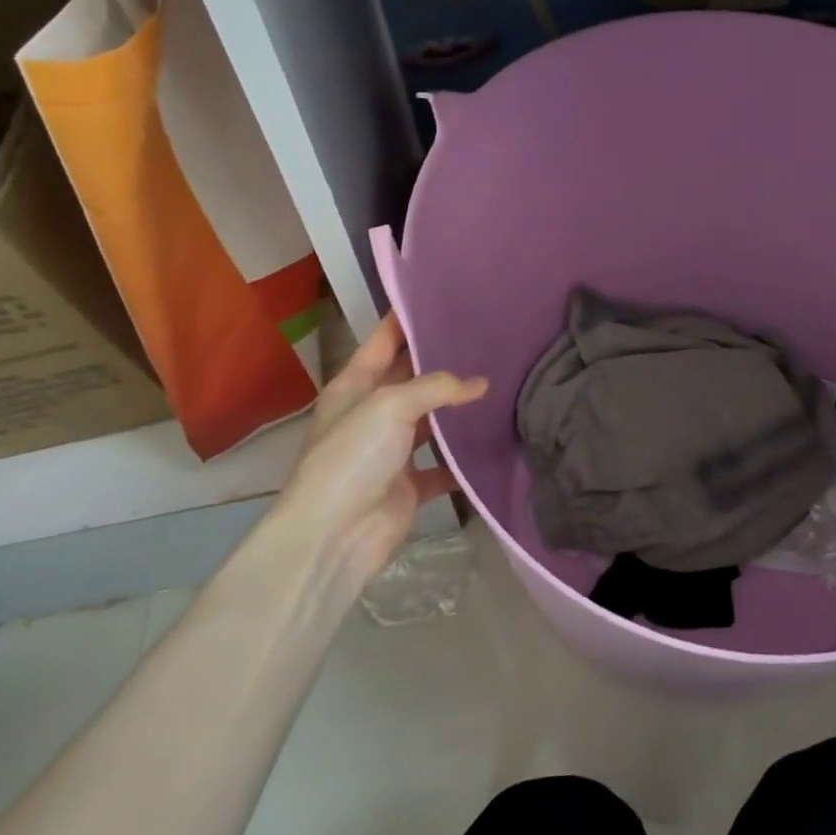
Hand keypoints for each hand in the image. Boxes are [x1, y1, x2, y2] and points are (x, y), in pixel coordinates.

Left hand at [274, 313, 487, 584]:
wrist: (335, 537)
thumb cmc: (352, 458)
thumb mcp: (390, 406)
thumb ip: (436, 387)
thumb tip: (480, 384)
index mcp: (354, 386)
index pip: (383, 340)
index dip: (407, 318)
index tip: (443, 297)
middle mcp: (372, 413)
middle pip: (411, 378)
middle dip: (443, 362)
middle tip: (488, 338)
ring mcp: (391, 451)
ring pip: (431, 421)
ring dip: (458, 410)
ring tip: (500, 383)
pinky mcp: (411, 484)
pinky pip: (444, 465)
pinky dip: (464, 459)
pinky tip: (495, 440)